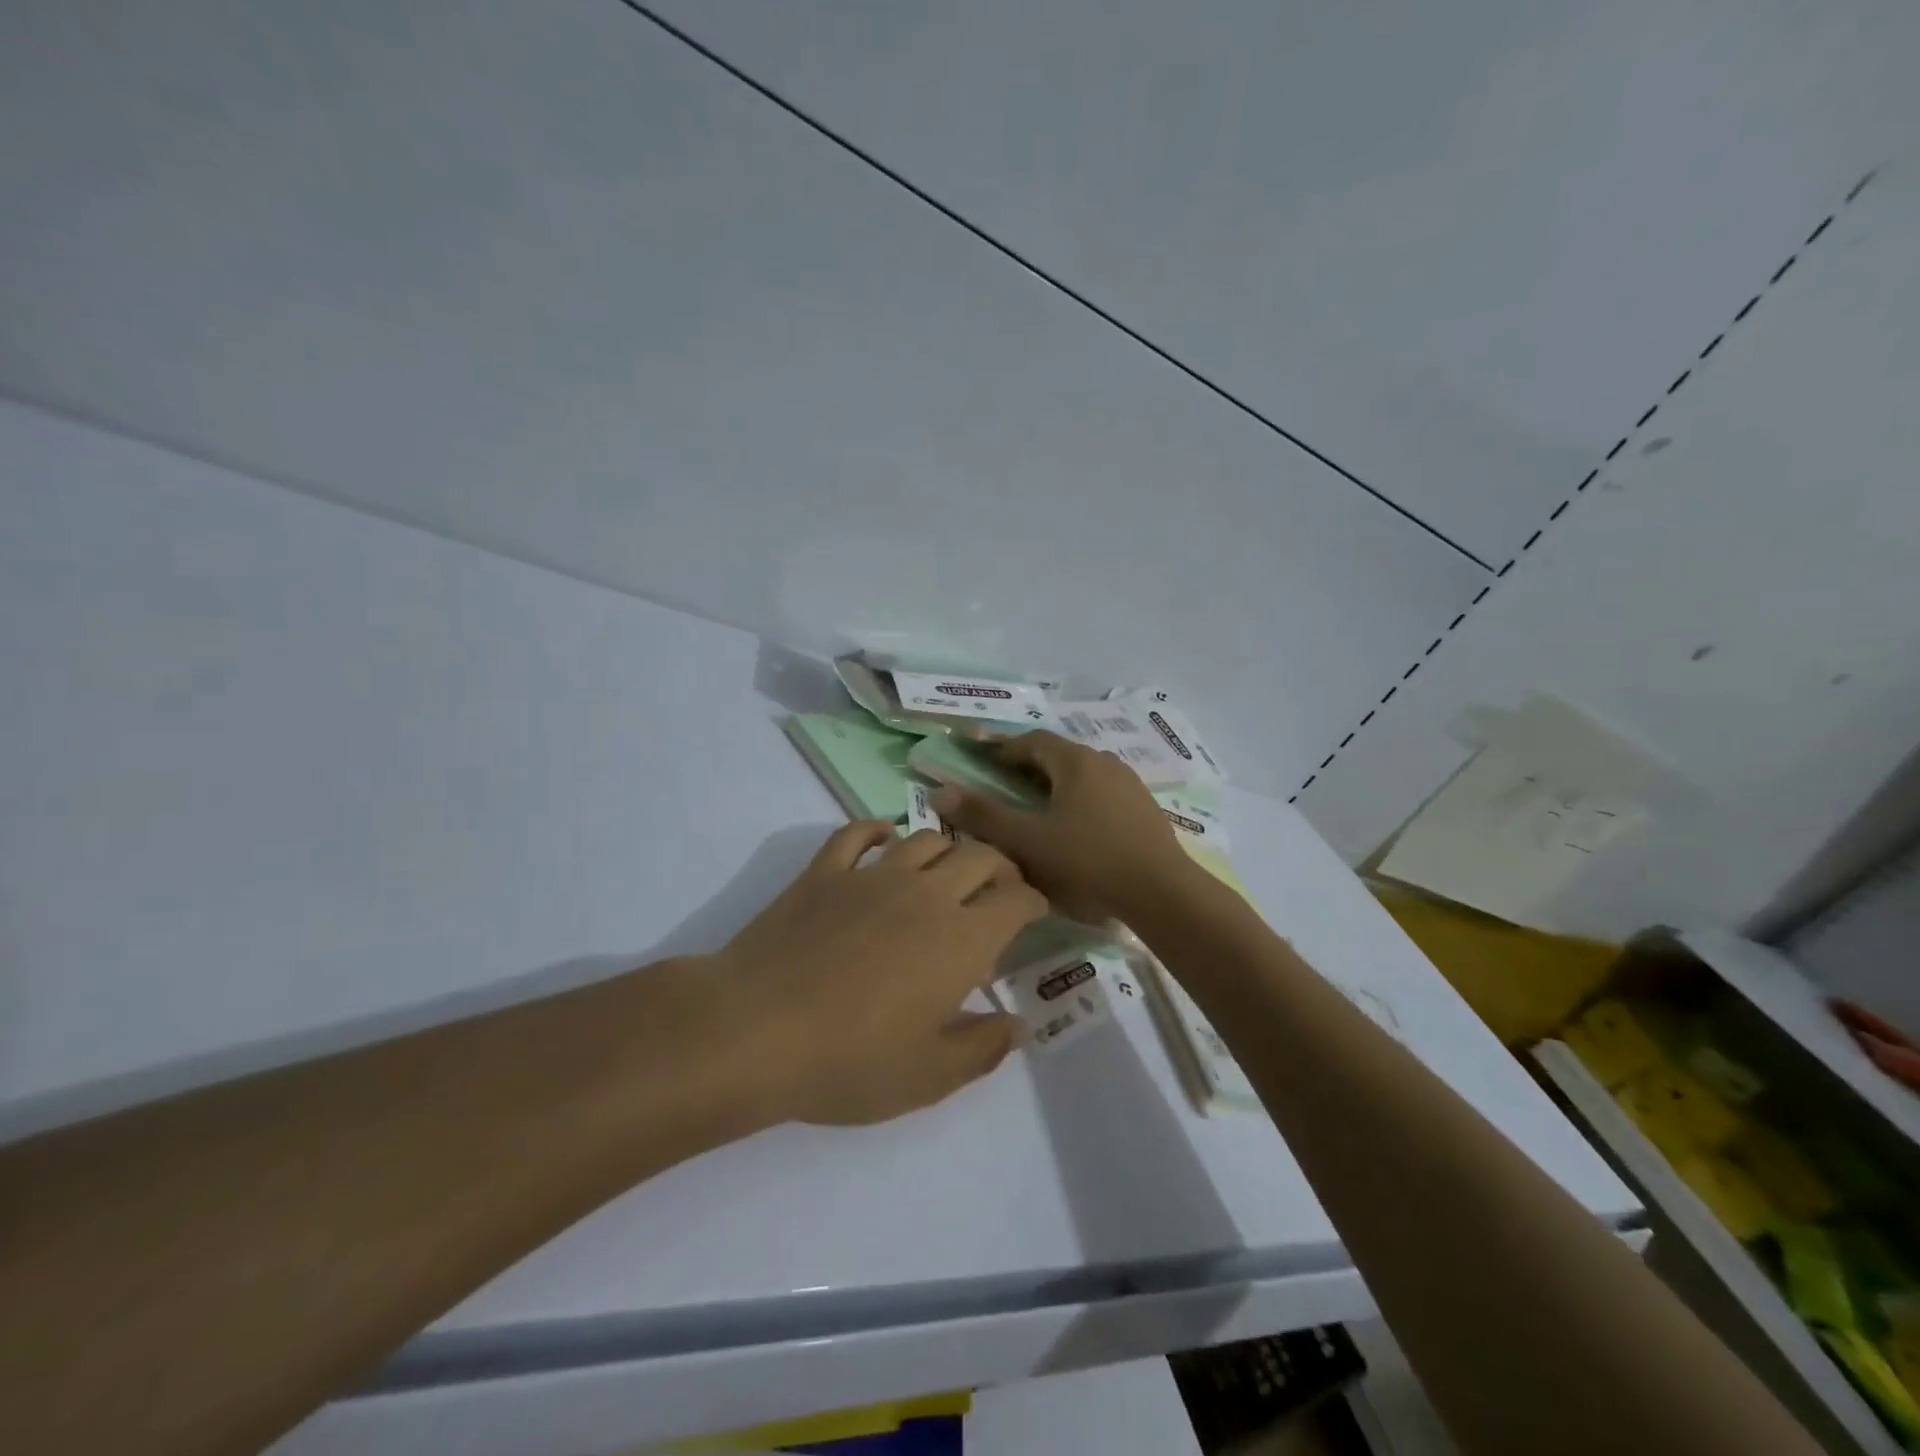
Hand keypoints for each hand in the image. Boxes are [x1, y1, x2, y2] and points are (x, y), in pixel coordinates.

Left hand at [712, 821, 1046, 1125]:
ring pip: (926, 838)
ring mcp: (872, 875)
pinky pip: (857, 834)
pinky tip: (884, 839)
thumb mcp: (928, 1077)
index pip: (1017, 899)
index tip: (1036, 913)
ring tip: (949, 868)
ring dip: (948, 848)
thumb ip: (982, 1048)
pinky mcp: (825, 872)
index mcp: (962, 939)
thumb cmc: (849, 1061)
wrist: (753, 1029)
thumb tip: (1017, 1025)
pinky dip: (877, 829)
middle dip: (1002, 867)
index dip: (1035, 901)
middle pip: (981, 856)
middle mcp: (926, 893)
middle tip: (1000, 889)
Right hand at [931, 730, 1193, 923]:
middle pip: (1058, 755)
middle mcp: (1104, 762)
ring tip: (1036, 805)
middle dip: (1027, 764)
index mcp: (1075, 762)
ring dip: (1055, 782)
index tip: (979, 755)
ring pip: (1082, 774)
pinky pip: (1101, 794)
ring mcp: (1129, 785)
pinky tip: (1075, 827)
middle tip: (1003, 780)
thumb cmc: (1088, 861)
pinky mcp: (1144, 809)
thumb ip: (984, 816)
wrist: (1162, 893)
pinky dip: (1078, 800)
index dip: (1002, 746)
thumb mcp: (1028, 841)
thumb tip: (940, 790)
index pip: (1031, 741)